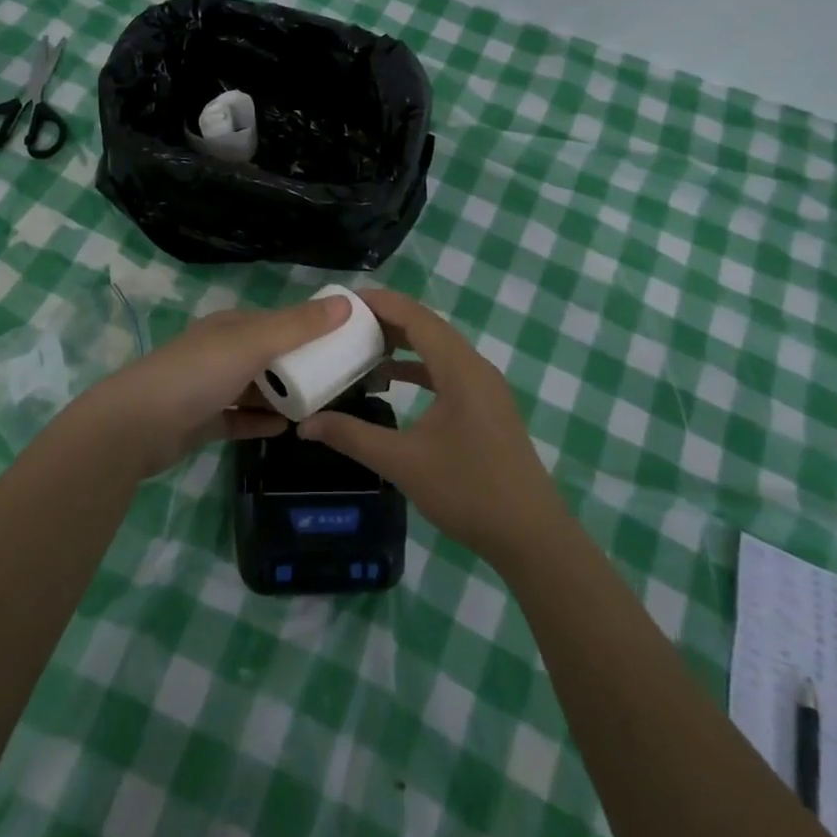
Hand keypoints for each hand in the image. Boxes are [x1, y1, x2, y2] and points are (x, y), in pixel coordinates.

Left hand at [73, 292, 352, 478]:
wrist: (135, 427)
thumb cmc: (196, 375)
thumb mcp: (252, 344)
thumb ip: (298, 326)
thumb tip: (346, 302)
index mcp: (231, 327)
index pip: (279, 321)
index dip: (311, 328)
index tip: (345, 342)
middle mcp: (220, 352)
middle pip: (269, 355)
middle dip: (301, 365)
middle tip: (339, 380)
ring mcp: (209, 387)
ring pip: (255, 387)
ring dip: (283, 395)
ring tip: (319, 405)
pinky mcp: (202, 421)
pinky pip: (240, 418)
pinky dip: (261, 421)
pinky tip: (285, 428)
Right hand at [299, 289, 564, 564]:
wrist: (531, 535)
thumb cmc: (468, 491)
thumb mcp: (402, 463)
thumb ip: (352, 437)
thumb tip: (305, 424)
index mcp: (460, 369)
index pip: (416, 317)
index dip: (381, 303)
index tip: (343, 300)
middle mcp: (476, 368)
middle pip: (428, 327)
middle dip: (387, 320)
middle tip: (344, 322)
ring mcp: (485, 388)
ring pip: (439, 350)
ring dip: (403, 344)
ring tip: (360, 345)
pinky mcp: (487, 407)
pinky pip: (447, 371)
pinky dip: (418, 369)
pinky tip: (392, 381)